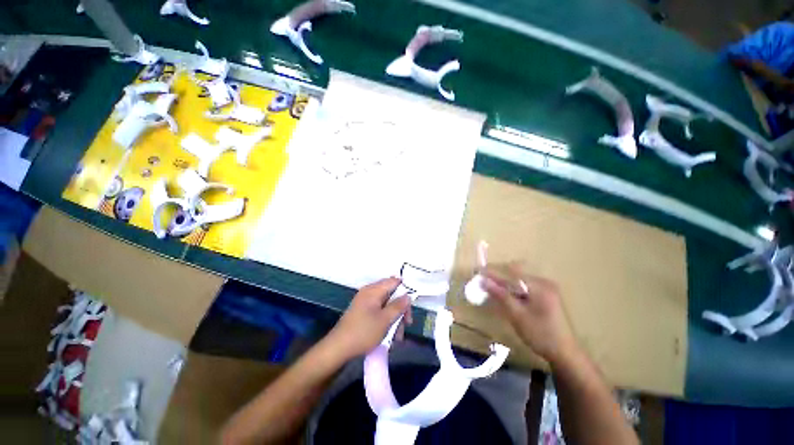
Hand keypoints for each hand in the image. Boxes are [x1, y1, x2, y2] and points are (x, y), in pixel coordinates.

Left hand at [326, 277, 411, 358]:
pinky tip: (389, 336)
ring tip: (397, 337)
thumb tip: (408, 296)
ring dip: (394, 318)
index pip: (394, 281)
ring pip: (386, 305)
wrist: (338, 348)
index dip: (405, 290)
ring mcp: (365, 302)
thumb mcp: (385, 320)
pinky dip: (385, 321)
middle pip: (391, 294)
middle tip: (407, 324)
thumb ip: (398, 306)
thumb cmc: (363, 332)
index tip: (411, 305)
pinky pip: (378, 312)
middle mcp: (369, 292)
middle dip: (400, 309)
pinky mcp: (362, 312)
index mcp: (373, 290)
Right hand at [482, 266, 578, 366]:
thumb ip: (500, 295)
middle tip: (483, 284)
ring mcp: (547, 289)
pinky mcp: (547, 296)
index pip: (511, 272)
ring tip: (491, 291)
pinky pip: (525, 289)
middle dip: (498, 279)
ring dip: (505, 286)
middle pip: (515, 275)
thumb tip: (483, 280)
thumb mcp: (517, 315)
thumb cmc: (540, 335)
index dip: (493, 272)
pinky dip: (514, 292)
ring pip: (519, 282)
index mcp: (539, 286)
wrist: (566, 354)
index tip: (478, 271)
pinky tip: (507, 299)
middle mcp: (544, 283)